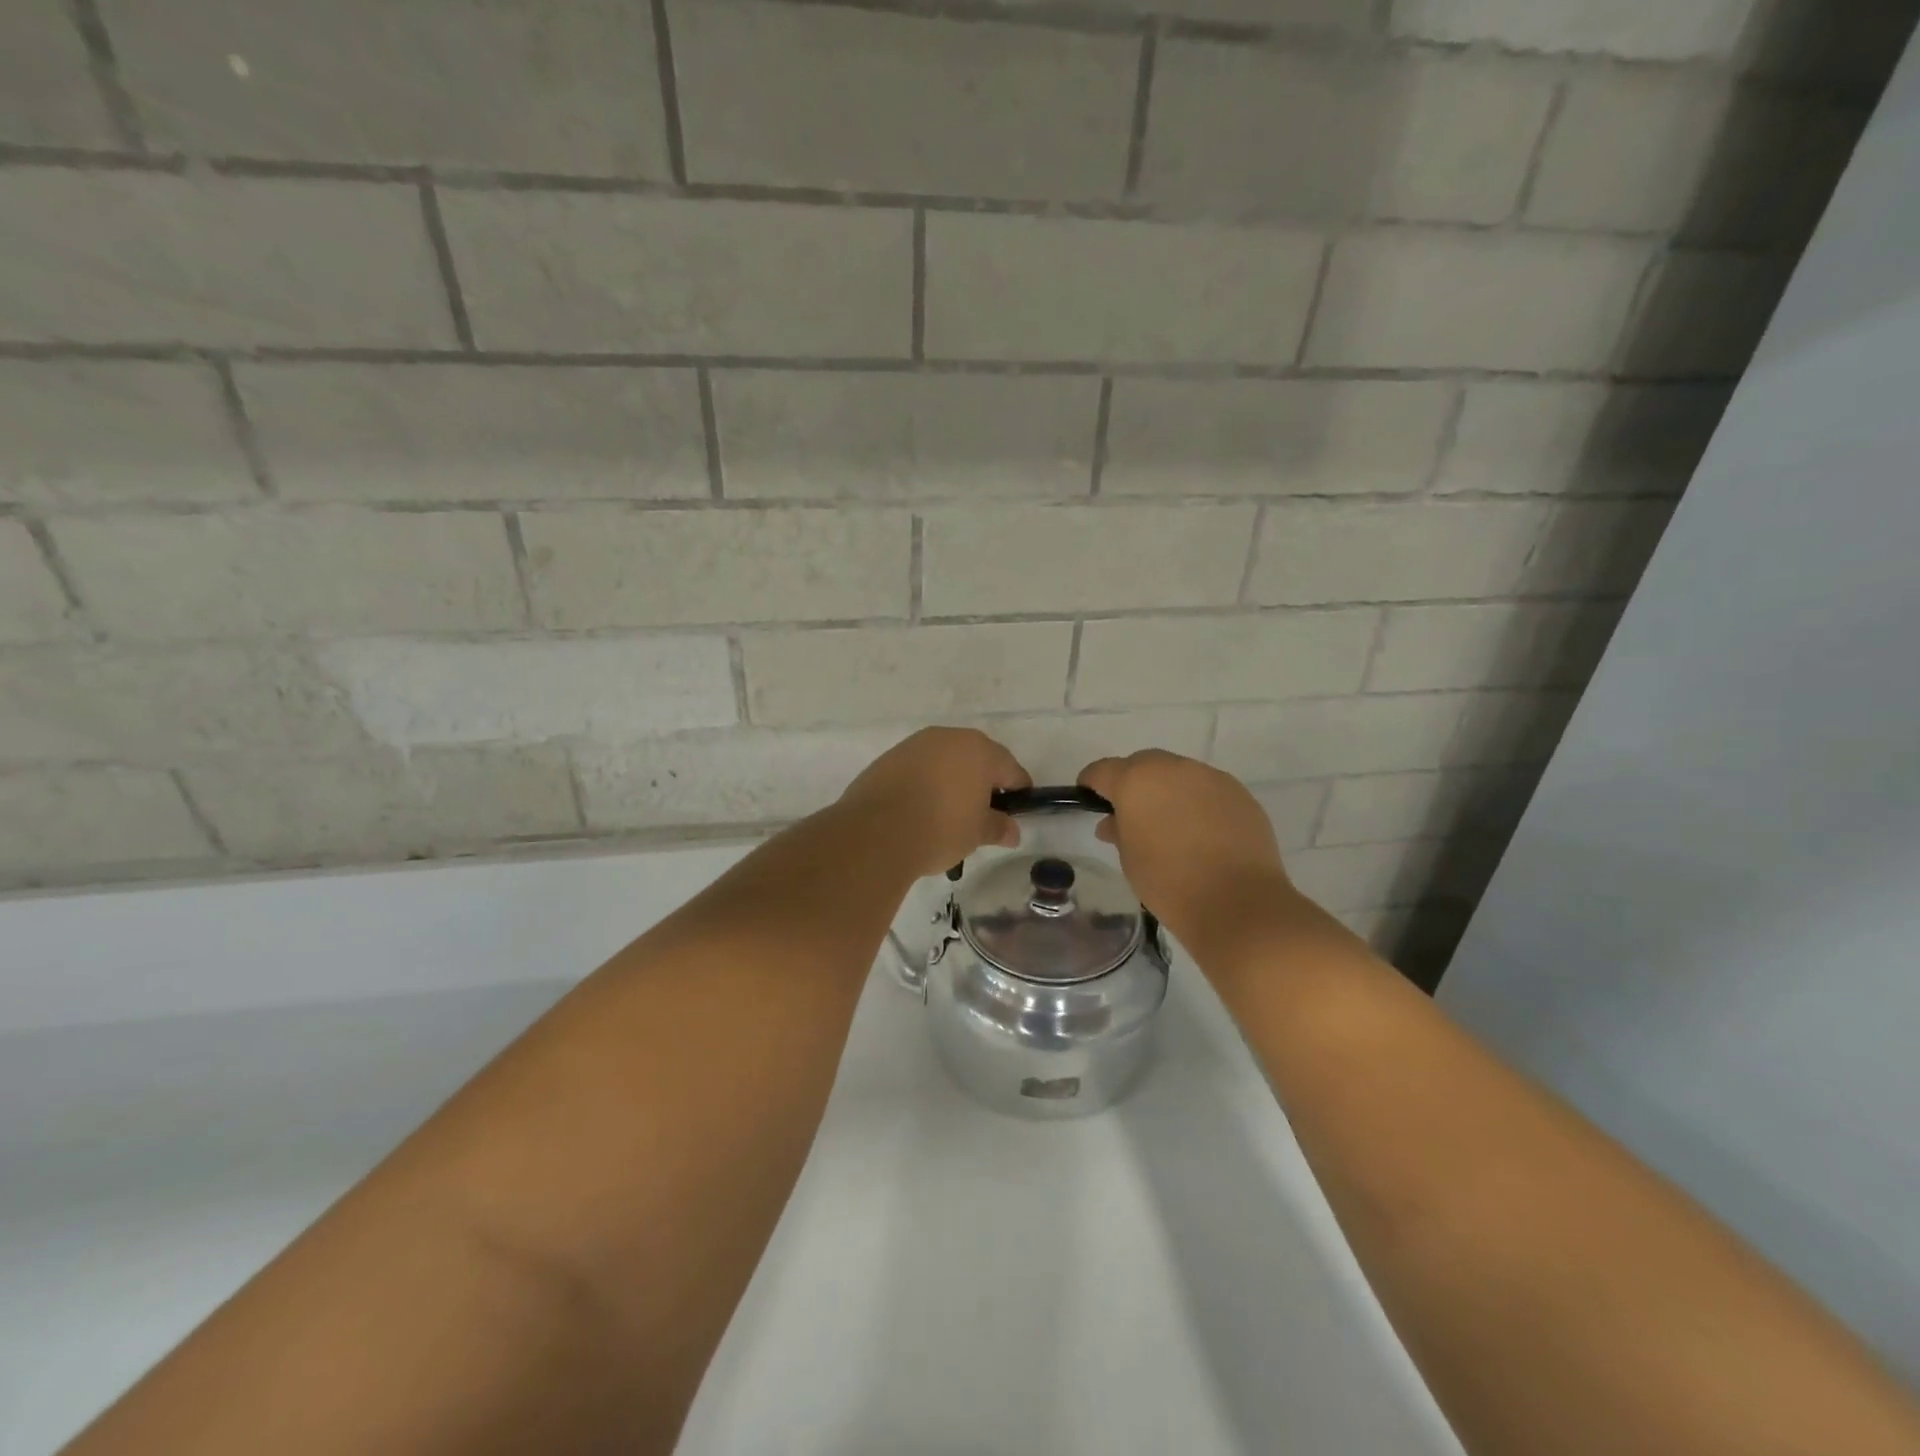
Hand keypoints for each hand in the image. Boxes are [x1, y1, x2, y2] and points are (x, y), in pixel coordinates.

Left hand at [838, 727, 1032, 878]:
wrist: (876, 832)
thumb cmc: (940, 828)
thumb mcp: (977, 833)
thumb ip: (998, 827)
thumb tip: (1012, 831)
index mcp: (979, 750)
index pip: (1010, 769)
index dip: (1018, 791)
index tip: (1018, 811)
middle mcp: (948, 737)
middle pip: (977, 758)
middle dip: (983, 782)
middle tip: (984, 812)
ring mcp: (916, 744)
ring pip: (945, 760)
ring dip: (952, 780)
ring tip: (950, 812)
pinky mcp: (889, 757)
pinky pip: (919, 767)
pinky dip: (926, 782)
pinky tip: (922, 807)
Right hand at [1078, 750, 1299, 952]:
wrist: (1237, 902)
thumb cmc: (1168, 882)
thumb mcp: (1129, 859)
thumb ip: (1118, 831)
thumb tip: (1114, 822)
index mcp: (1136, 781)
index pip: (1103, 770)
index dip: (1092, 783)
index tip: (1089, 798)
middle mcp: (1173, 768)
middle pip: (1143, 764)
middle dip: (1133, 782)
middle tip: (1132, 812)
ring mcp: (1210, 777)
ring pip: (1179, 774)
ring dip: (1168, 791)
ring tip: (1170, 824)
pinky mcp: (1239, 793)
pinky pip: (1207, 790)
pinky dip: (1198, 803)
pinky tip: (1202, 832)